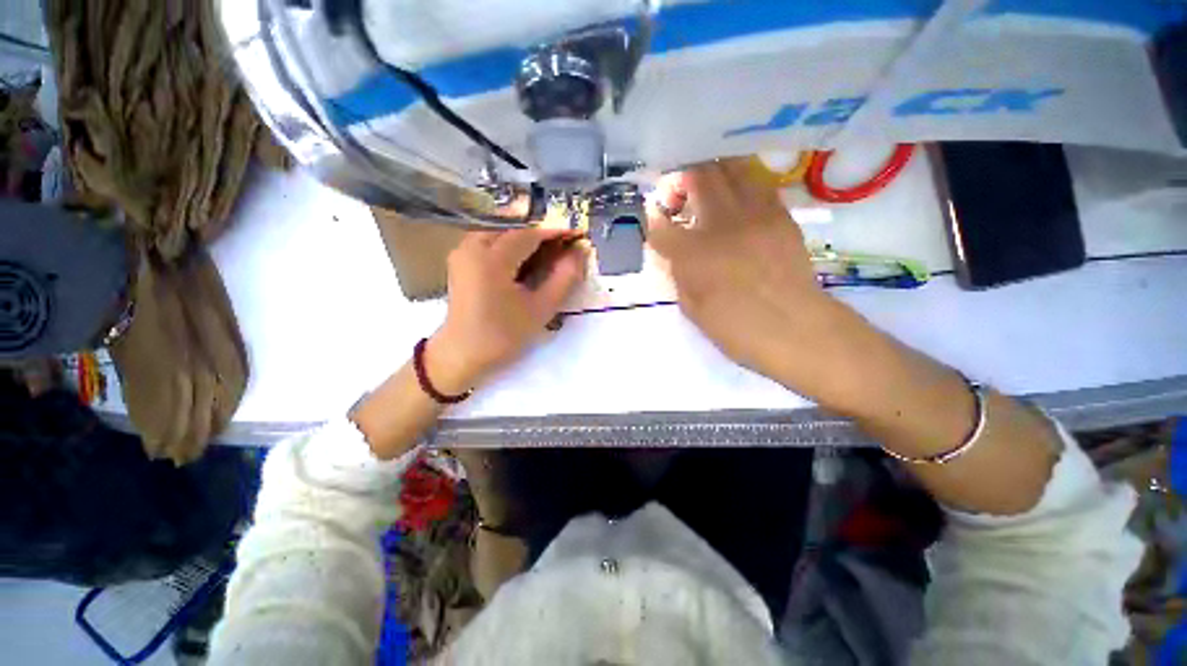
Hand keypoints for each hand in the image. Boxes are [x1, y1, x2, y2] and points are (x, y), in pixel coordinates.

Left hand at [430, 227, 588, 391]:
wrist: (462, 354)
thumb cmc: (503, 335)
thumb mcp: (541, 309)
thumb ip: (564, 278)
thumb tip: (580, 252)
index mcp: (490, 259)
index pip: (530, 234)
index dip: (556, 232)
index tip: (579, 235)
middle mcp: (472, 246)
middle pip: (515, 230)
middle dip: (542, 236)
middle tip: (565, 247)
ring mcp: (462, 251)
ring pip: (503, 233)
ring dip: (527, 240)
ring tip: (549, 254)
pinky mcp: (460, 260)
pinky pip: (491, 242)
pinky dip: (512, 247)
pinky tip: (526, 261)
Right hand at [646, 158, 835, 376]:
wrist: (793, 328)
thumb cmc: (735, 327)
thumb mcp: (691, 307)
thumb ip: (677, 275)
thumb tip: (673, 254)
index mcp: (692, 253)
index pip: (660, 224)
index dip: (652, 220)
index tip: (655, 221)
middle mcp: (720, 223)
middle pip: (697, 176)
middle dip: (681, 180)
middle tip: (679, 196)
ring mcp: (754, 214)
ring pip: (730, 169)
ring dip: (712, 172)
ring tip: (707, 186)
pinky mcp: (779, 215)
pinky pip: (757, 183)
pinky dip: (740, 183)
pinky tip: (736, 198)